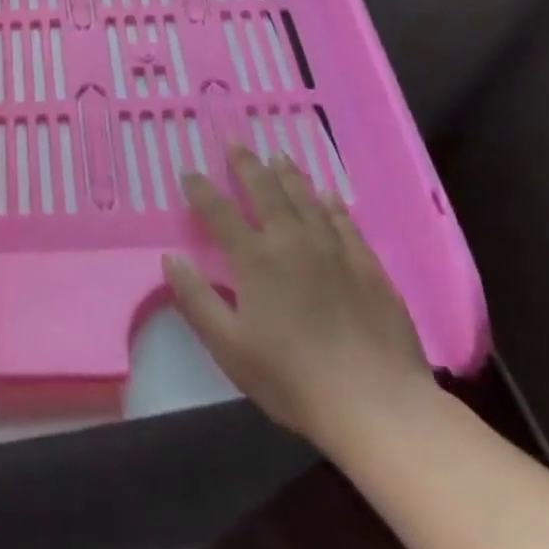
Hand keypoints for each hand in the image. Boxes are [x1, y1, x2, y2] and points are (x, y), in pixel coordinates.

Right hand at [164, 145, 434, 455]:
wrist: (377, 405)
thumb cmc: (294, 380)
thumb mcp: (229, 347)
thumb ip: (197, 300)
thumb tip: (170, 258)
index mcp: (256, 260)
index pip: (220, 214)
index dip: (201, 190)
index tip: (189, 171)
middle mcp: (292, 243)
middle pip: (266, 193)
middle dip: (247, 166)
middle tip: (236, 142)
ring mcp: (334, 252)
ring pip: (306, 200)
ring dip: (289, 175)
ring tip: (278, 156)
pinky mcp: (368, 268)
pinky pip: (346, 224)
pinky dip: (333, 205)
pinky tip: (329, 196)